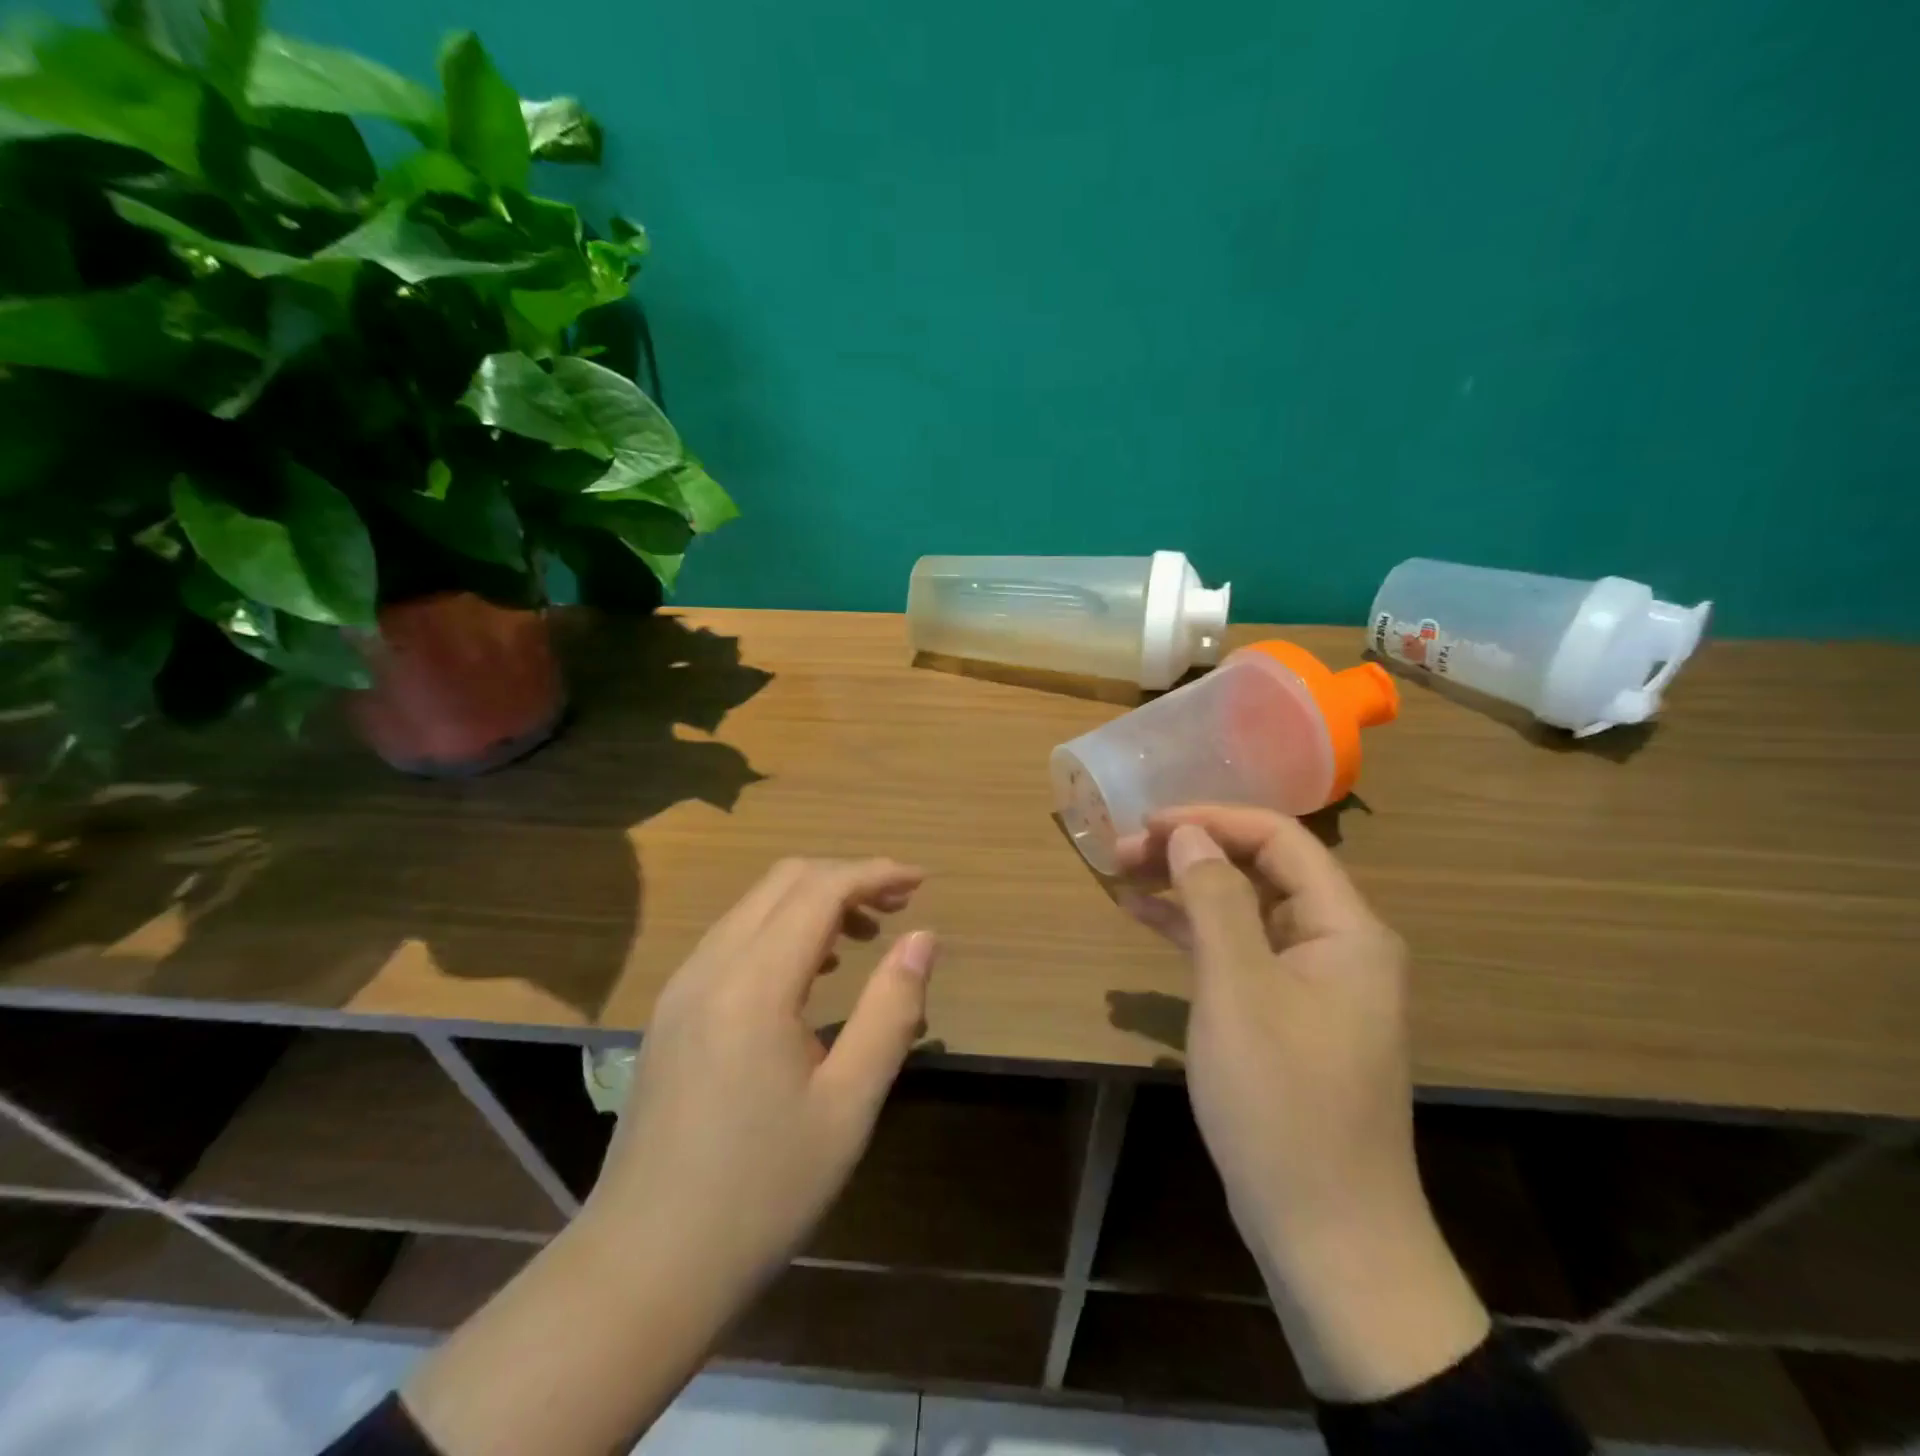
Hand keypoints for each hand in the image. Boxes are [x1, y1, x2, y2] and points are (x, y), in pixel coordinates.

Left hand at [586, 856, 937, 1295]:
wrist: (645, 1267)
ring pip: (755, 906)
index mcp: (753, 985)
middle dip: (847, 878)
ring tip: (864, 936)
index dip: (875, 873)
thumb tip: (923, 937)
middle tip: (899, 905)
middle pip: (784, 881)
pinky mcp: (672, 1011)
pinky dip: (782, 930)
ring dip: (814, 902)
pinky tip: (812, 973)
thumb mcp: (848, 1105)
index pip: (820, 890)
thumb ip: (891, 1010)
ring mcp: (682, 987)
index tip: (921, 882)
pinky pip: (734, 939)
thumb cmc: (762, 1192)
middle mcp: (710, 967)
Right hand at [1116, 806, 1486, 1401]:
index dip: (1211, 820)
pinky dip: (1193, 930)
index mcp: (1346, 928)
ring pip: (1244, 907)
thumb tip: (1187, 833)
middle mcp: (1337, 943)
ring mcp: (1311, 980)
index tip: (1146, 824)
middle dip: (1192, 850)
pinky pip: (1237, 950)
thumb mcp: (1238, 990)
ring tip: (1122, 872)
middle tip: (1122, 850)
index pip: (1279, 839)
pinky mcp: (1284, 1012)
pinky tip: (1143, 916)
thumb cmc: (1283, 1102)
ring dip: (1186, 886)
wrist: (1327, 1234)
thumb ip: (1215, 900)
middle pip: (1261, 868)